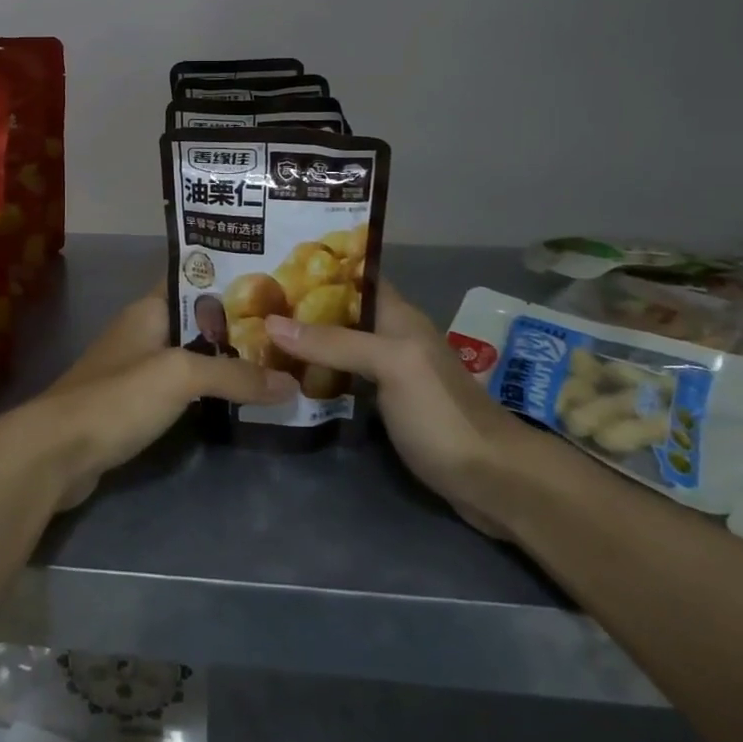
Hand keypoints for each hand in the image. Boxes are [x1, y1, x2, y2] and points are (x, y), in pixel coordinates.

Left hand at [0, 289, 297, 508]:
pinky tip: (237, 399)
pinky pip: (180, 387)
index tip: (275, 279)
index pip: (193, 277)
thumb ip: (235, 376)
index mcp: (150, 308)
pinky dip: (207, 389)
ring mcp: (136, 368)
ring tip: (274, 360)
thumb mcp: (180, 376)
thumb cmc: (117, 397)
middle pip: (198, 319)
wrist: (55, 452)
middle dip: (238, 322)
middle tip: (287, 327)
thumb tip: (291, 384)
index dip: (230, 275)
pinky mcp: (134, 403)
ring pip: (191, 354)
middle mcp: (143, 330)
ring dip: (225, 359)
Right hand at [265, 286, 543, 538]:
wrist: (492, 480)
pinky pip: (343, 381)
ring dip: (304, 344)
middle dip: (300, 307)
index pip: (355, 277)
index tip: (271, 260)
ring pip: (338, 348)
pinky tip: (285, 381)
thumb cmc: (442, 412)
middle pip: (340, 313)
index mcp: (397, 316)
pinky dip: (316, 377)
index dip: (318, 267)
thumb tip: (270, 323)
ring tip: (255, 337)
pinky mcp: (385, 408)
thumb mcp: (390, 364)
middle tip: (251, 304)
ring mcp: (388, 375)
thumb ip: (334, 342)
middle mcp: (391, 338)